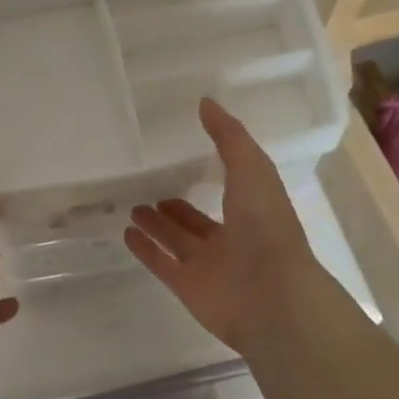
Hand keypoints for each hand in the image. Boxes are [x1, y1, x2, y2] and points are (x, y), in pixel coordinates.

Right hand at [124, 98, 321, 355]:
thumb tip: (205, 103)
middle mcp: (231, 237)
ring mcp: (209, 265)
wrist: (271, 296)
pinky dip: (145, 250)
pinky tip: (127, 233)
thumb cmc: (266, 227)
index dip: (210, 171)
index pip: (229, 187)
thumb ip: (229, 137)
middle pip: (197, 219)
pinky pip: (162, 264)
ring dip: (157, 225)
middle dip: (176, 205)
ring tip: (134, 207)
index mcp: (253, 209)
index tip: (184, 153)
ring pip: (177, 241)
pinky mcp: (187, 287)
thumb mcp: (251, 169)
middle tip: (149, 187)